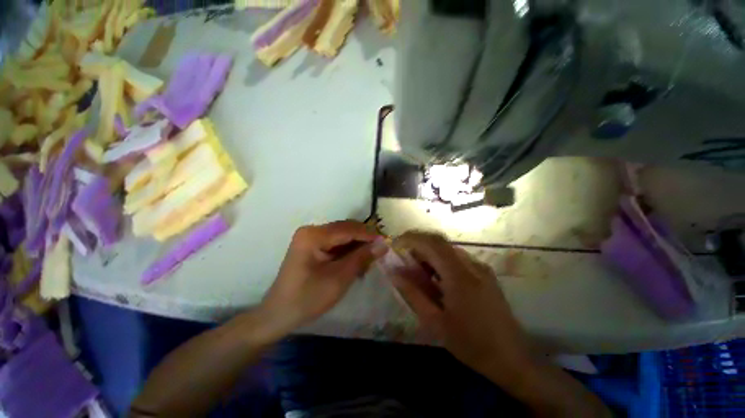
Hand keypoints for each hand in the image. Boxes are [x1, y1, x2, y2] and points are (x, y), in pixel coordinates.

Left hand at [258, 221, 386, 339]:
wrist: (279, 314)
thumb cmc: (308, 298)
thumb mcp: (339, 278)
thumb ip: (362, 258)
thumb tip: (383, 243)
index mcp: (314, 235)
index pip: (348, 229)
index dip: (369, 235)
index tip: (387, 243)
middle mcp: (312, 230)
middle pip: (345, 230)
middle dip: (363, 241)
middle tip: (378, 254)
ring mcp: (311, 237)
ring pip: (342, 236)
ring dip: (356, 247)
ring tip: (367, 262)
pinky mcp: (312, 245)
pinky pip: (335, 243)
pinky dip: (347, 251)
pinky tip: (355, 263)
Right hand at [389, 232, 532, 382]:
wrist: (512, 359)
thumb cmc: (471, 344)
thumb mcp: (435, 322)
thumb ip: (412, 293)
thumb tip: (394, 272)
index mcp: (460, 276)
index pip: (432, 243)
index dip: (411, 238)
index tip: (395, 244)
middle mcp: (472, 265)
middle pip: (439, 242)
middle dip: (417, 245)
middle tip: (404, 260)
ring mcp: (481, 268)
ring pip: (447, 249)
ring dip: (429, 254)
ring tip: (418, 273)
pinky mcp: (485, 273)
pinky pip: (457, 258)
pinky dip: (440, 261)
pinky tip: (436, 280)